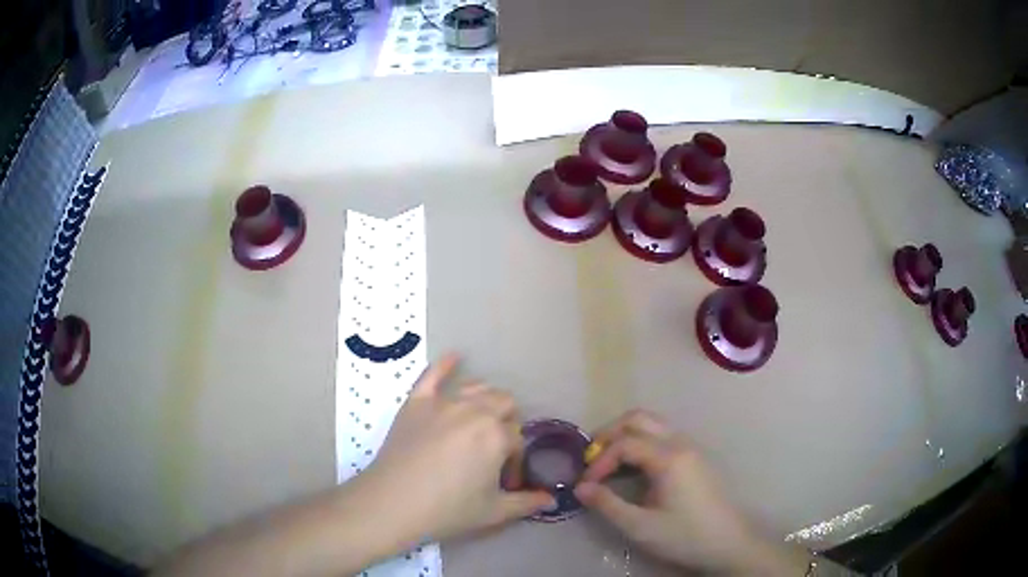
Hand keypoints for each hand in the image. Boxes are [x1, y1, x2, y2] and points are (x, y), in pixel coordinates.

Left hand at [359, 353, 553, 544]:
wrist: (392, 503)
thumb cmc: (447, 510)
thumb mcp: (493, 512)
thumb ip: (527, 503)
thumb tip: (553, 501)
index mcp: (497, 436)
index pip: (518, 440)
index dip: (515, 462)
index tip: (505, 482)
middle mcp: (474, 411)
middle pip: (504, 404)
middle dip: (507, 424)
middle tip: (495, 451)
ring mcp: (443, 403)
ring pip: (477, 389)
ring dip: (486, 401)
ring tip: (481, 422)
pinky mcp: (416, 402)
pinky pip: (432, 375)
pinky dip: (445, 364)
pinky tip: (455, 356)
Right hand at [574, 410, 804, 574]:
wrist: (727, 543)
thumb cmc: (684, 536)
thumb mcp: (640, 527)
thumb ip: (607, 504)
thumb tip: (580, 488)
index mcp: (669, 457)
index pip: (624, 443)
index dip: (599, 461)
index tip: (585, 484)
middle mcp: (681, 443)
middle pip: (638, 419)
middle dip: (609, 435)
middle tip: (591, 460)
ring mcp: (690, 447)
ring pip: (652, 424)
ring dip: (625, 436)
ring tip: (608, 463)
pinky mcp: (694, 457)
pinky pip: (662, 436)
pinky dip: (640, 442)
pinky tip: (632, 469)